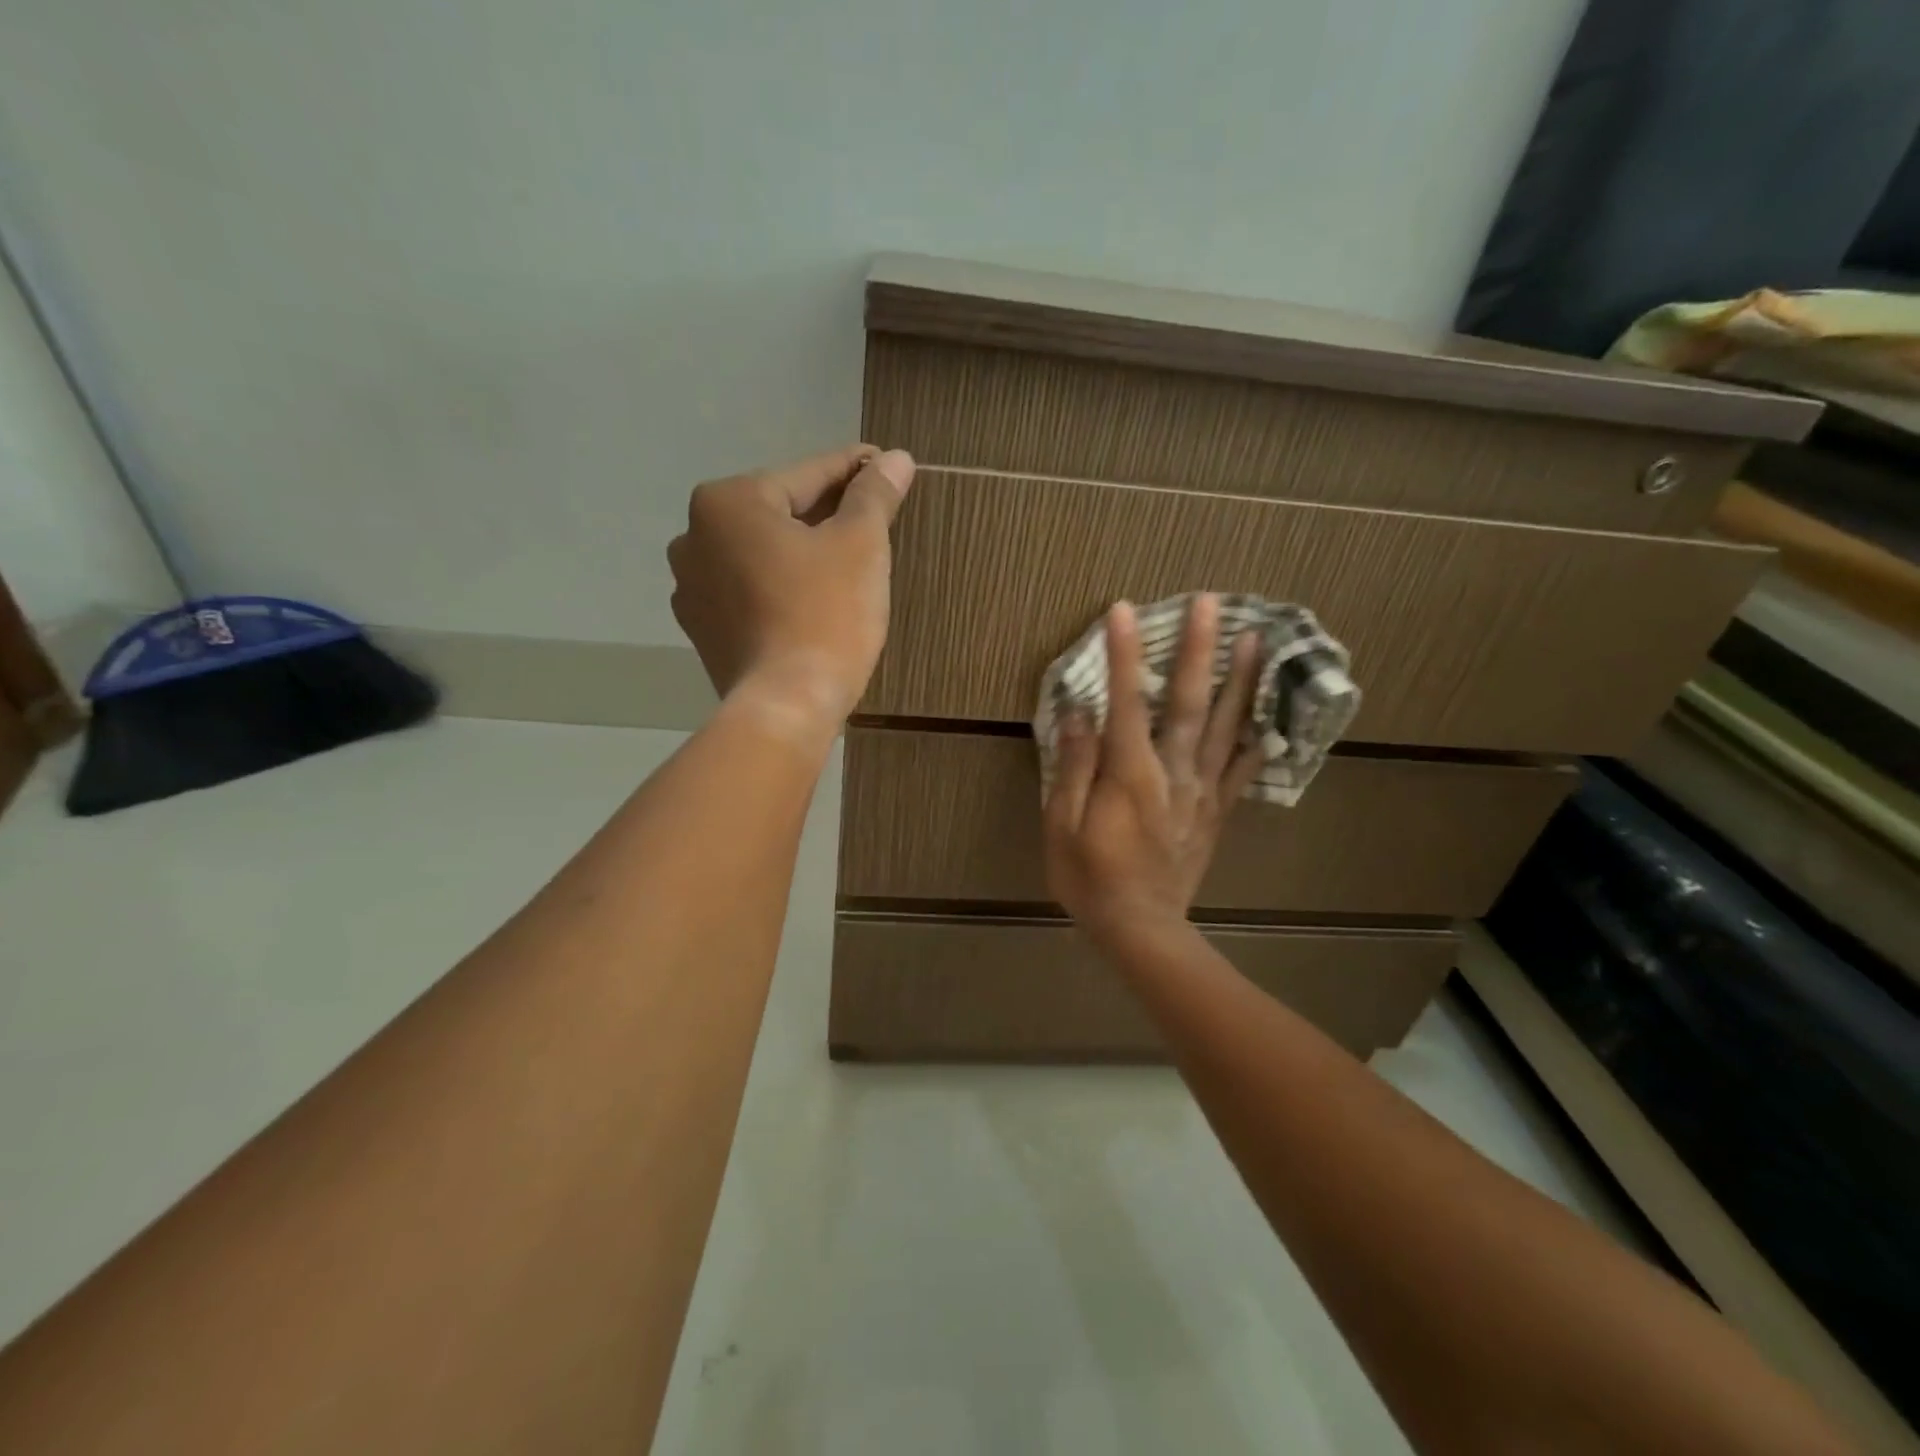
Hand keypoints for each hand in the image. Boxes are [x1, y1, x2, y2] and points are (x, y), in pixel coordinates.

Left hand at [668, 445, 915, 732]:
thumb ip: (874, 495)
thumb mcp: (861, 545)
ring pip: (761, 553)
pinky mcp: (703, 630)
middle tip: (872, 514)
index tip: (884, 464)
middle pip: (779, 513)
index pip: (806, 475)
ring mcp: (692, 588)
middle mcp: (694, 537)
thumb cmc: (826, 615)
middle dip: (826, 512)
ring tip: (844, 559)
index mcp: (727, 503)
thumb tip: (896, 458)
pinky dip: (780, 585)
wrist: (787, 707)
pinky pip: (750, 591)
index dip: (853, 469)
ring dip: (800, 550)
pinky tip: (812, 599)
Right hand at [1043, 595, 1265, 946]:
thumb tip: (1079, 713)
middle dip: (1198, 650)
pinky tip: (1269, 716)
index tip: (1123, 610)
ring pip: (1224, 727)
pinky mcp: (1215, 812)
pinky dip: (1256, 739)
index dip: (1124, 654)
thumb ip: (1074, 767)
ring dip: (1239, 680)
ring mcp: (1201, 791)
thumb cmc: (1090, 878)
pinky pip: (1241, 770)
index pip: (1125, 702)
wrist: (1141, 929)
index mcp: (1131, 774)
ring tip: (1255, 637)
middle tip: (1211, 602)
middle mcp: (1174, 773)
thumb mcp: (1063, 826)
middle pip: (1187, 702)